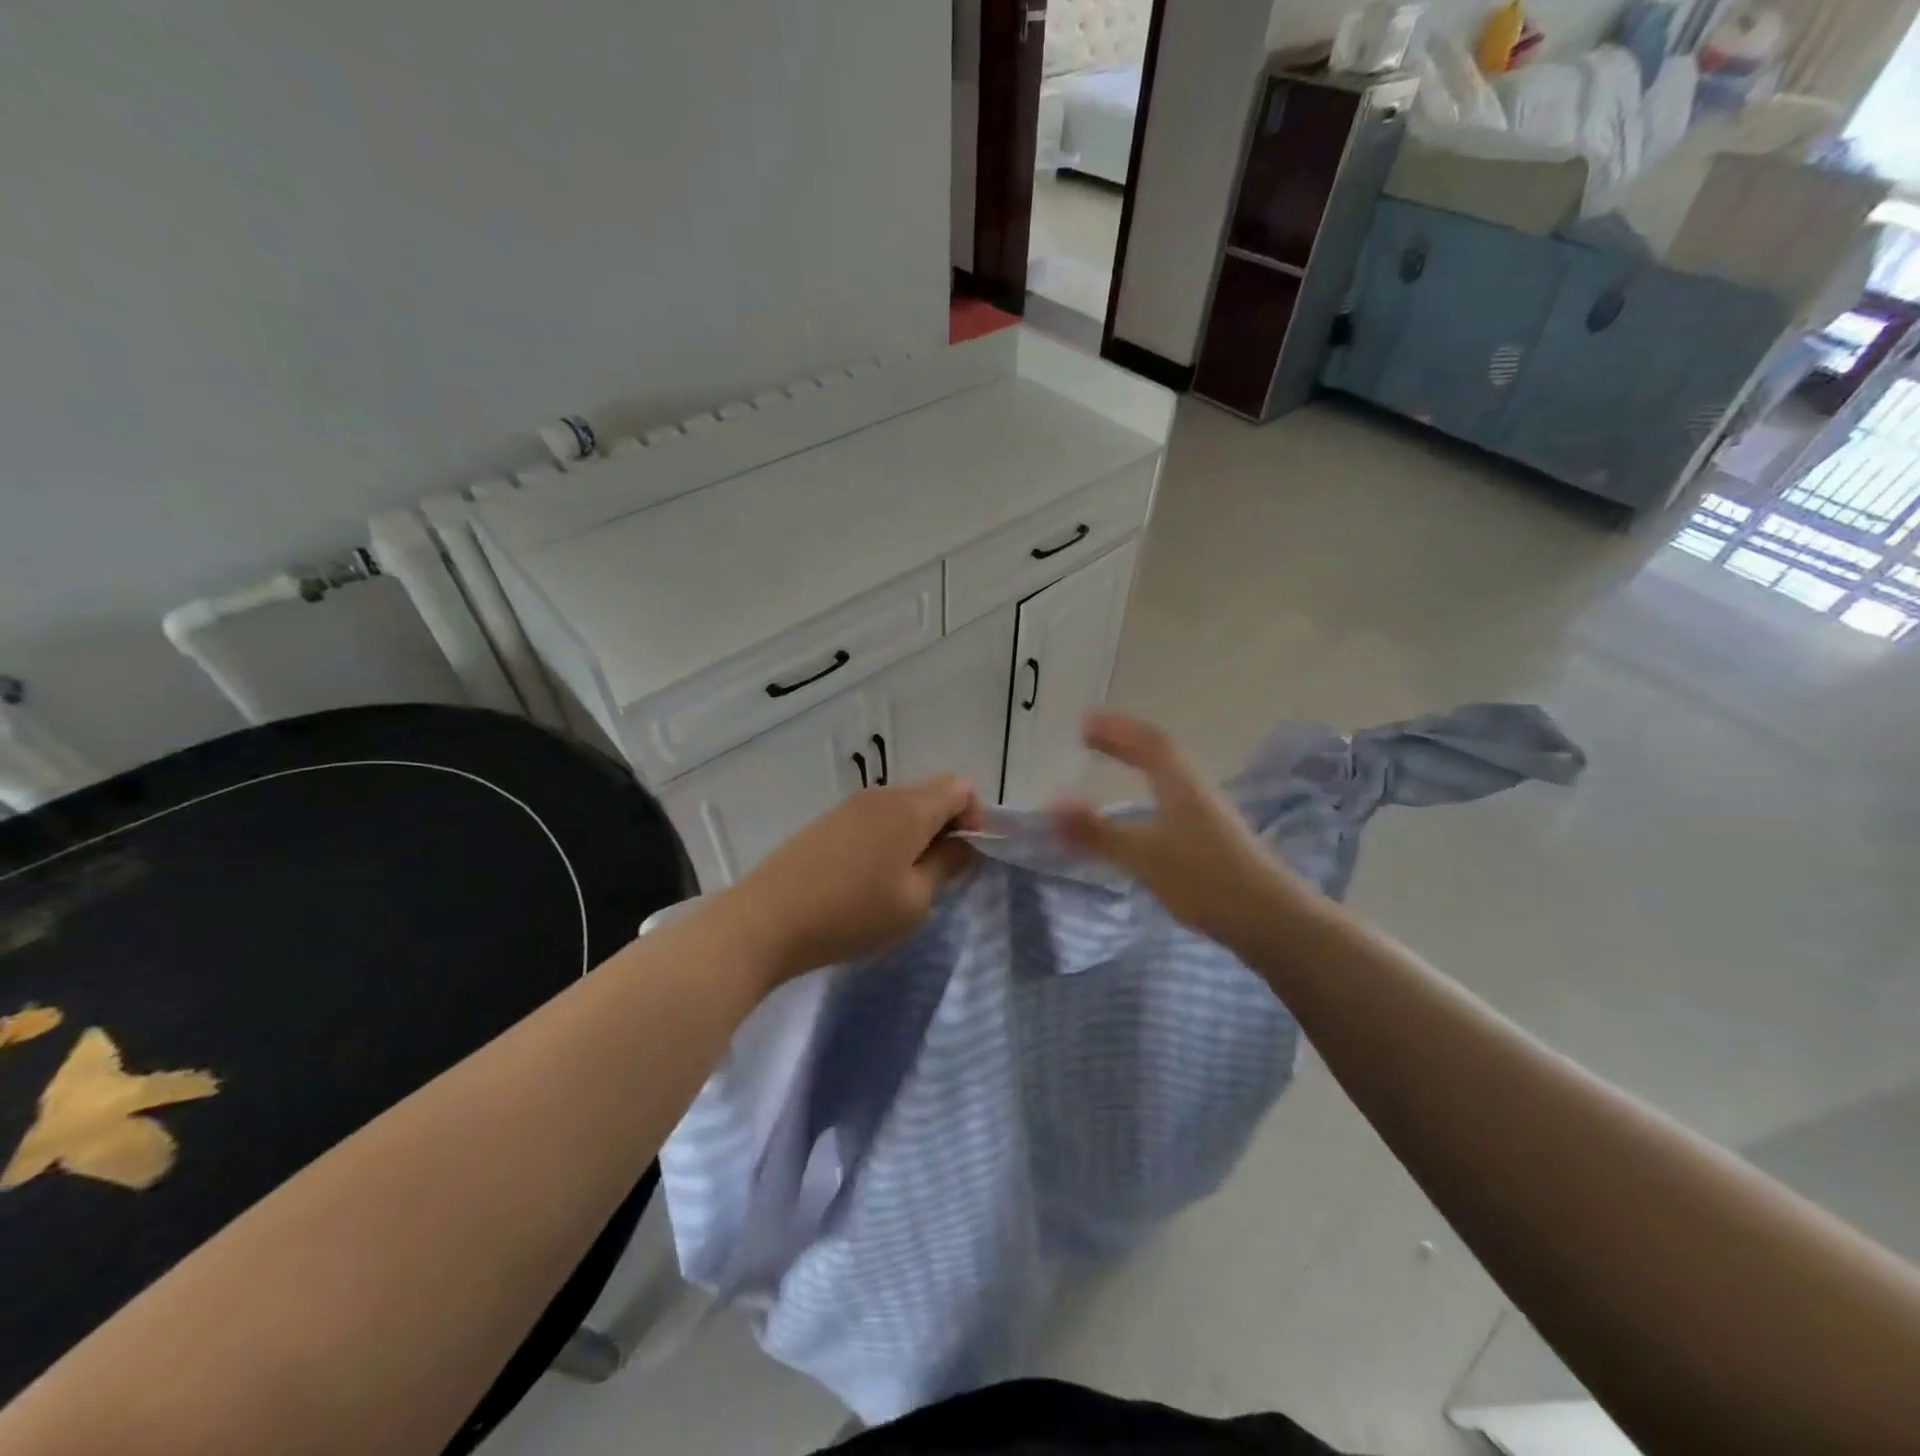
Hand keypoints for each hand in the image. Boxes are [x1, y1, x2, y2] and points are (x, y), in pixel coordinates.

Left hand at [736, 775, 981, 984]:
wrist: (766, 920)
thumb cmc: (852, 913)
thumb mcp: (915, 901)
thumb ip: (947, 866)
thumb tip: (962, 845)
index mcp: (910, 807)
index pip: (961, 787)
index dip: (976, 817)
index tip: (966, 857)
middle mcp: (882, 795)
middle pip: (931, 794)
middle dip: (946, 827)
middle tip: (938, 875)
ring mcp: (850, 806)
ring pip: (901, 808)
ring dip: (915, 836)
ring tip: (902, 883)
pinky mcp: (827, 823)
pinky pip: (873, 820)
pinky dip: (886, 840)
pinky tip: (868, 880)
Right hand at [1052, 714, 1305, 947]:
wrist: (1272, 920)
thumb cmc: (1205, 879)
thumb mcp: (1143, 854)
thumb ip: (1096, 831)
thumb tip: (1050, 805)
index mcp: (1179, 784)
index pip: (1146, 742)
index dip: (1115, 730)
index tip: (1084, 723)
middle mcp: (1195, 791)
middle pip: (1159, 754)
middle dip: (1124, 743)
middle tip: (1093, 739)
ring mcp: (1209, 816)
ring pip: (1169, 778)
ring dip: (1140, 766)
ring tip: (1115, 768)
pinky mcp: (1214, 842)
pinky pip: (1173, 802)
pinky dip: (1149, 794)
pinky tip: (1144, 817)